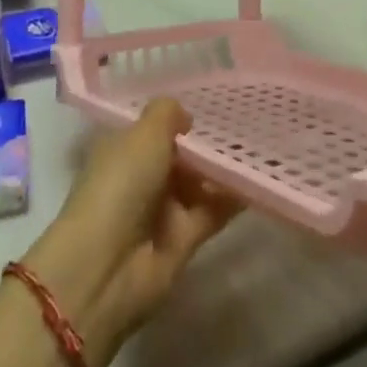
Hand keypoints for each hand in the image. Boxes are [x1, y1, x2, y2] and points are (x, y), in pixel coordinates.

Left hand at [22, 99, 240, 366]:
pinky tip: (258, 179)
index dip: (180, 117)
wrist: (107, 266)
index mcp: (123, 148)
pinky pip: (212, 211)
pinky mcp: (183, 241)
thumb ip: (167, 115)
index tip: (216, 101)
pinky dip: (232, 198)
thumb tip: (186, 117)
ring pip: (199, 183)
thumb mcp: (144, 134)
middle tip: (248, 120)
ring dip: (224, 169)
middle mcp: (142, 177)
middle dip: (208, 142)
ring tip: (259, 146)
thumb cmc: (120, 184)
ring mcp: (162, 210)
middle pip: (180, 155)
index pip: (154, 128)